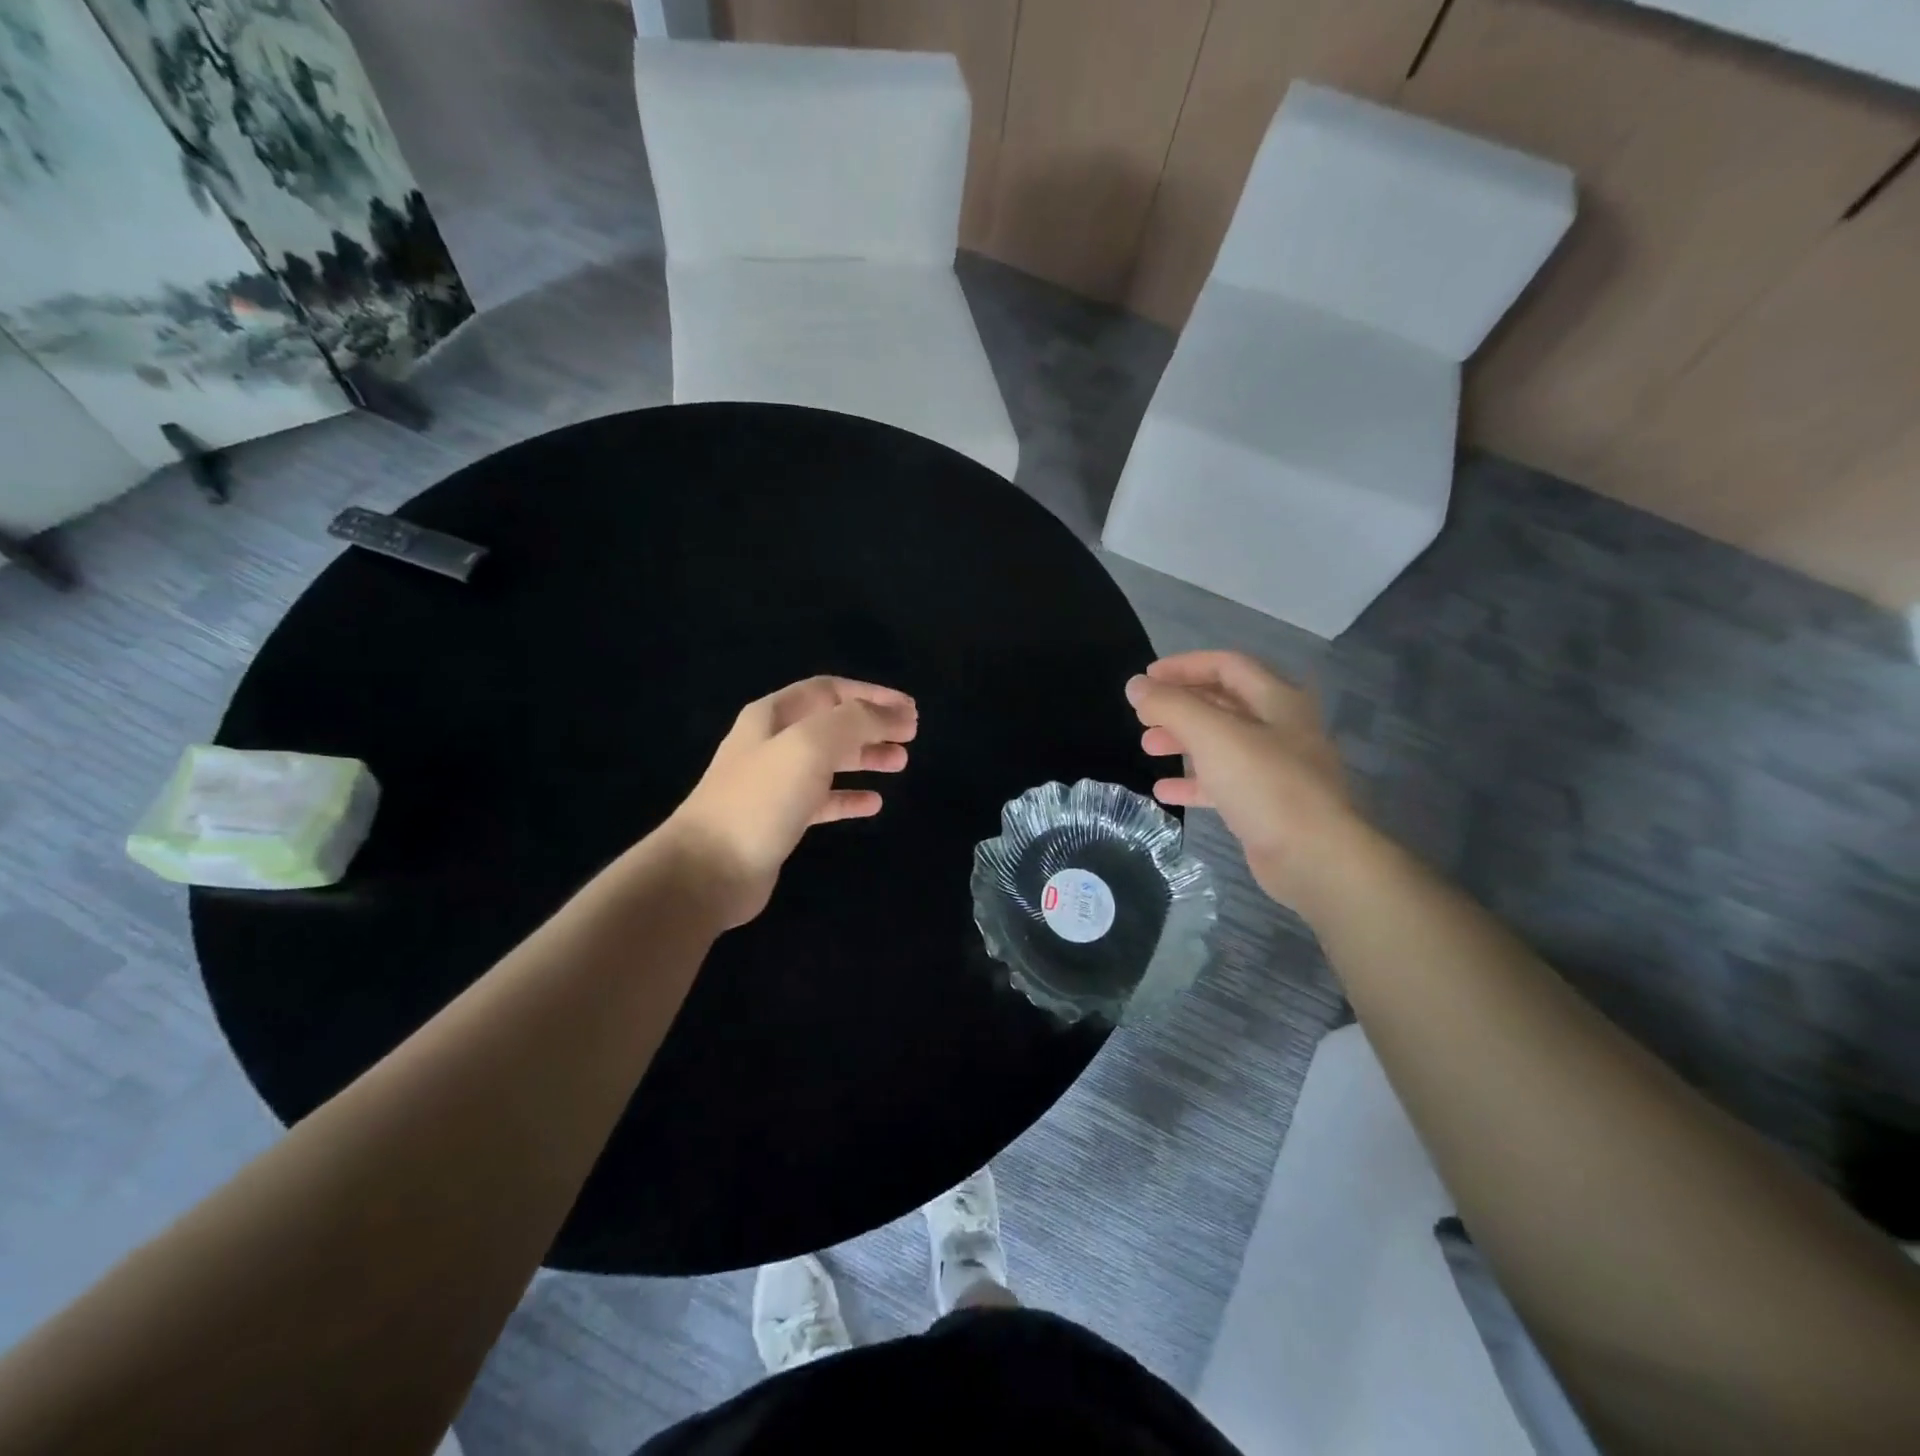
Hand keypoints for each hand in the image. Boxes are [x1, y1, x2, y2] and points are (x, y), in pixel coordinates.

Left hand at [663, 676, 917, 927]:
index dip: (872, 694)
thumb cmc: (761, 798)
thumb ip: (855, 722)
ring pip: (829, 761)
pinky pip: (822, 800)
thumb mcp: (811, 745)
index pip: (830, 690)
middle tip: (911, 735)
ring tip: (901, 762)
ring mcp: (774, 783)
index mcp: (774, 716)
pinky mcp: (779, 820)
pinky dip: (849, 797)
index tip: (910, 709)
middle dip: (873, 725)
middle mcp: (772, 743)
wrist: (709, 869)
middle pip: (831, 724)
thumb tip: (893, 715)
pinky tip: (874, 803)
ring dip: (866, 757)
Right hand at [1126, 651, 1361, 909]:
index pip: (1227, 665)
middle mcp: (1280, 728)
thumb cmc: (1265, 784)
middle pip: (1223, 703)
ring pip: (1221, 743)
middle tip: (1143, 717)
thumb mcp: (1212, 735)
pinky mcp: (1267, 804)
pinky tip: (1164, 791)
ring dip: (1183, 741)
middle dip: (1180, 706)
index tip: (1146, 679)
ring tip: (1148, 748)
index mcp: (1277, 700)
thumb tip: (1136, 685)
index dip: (1184, 666)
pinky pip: (1224, 783)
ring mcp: (1276, 768)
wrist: (1314, 857)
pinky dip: (1193, 782)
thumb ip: (1171, 705)